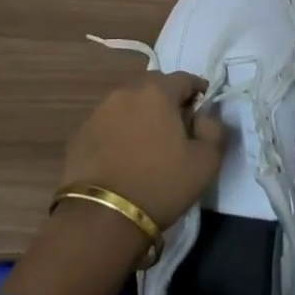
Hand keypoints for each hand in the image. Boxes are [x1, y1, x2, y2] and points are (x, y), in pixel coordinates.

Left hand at [0, 73, 223, 294]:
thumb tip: (205, 117)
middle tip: (177, 123)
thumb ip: (214, 131)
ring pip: (128, 103)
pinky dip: (120, 130)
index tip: (203, 106)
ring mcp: (98, 111)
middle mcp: (125, 92)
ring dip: (141, 113)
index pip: (184, 78)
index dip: (198, 90)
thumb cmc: (161, 184)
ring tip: (149, 139)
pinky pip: (108, 123)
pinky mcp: (80, 133)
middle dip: (168, 98)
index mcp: (157, 92)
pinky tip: (124, 154)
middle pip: (153, 86)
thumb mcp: (206, 162)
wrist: (102, 216)